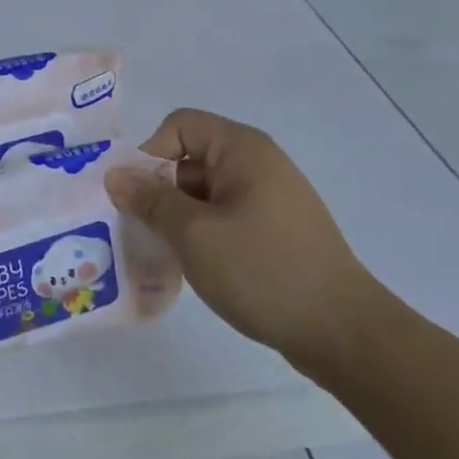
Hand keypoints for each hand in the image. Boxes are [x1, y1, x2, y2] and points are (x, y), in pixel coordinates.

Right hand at [105, 108, 384, 378]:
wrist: (343, 332)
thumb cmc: (263, 270)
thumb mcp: (194, 234)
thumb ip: (150, 200)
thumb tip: (114, 174)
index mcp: (241, 149)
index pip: (179, 126)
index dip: (150, 153)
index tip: (135, 198)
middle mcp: (258, 162)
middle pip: (191, 158)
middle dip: (160, 190)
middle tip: (141, 231)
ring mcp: (271, 197)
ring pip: (206, 192)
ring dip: (180, 216)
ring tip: (166, 255)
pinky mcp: (277, 229)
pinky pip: (226, 215)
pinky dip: (204, 233)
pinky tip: (196, 267)